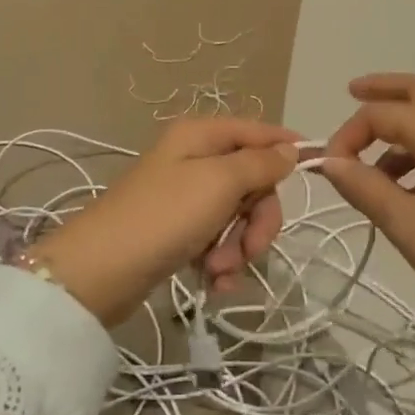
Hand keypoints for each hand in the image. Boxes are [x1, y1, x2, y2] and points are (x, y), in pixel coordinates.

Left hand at [30, 118, 299, 325]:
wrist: (99, 273)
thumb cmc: (163, 217)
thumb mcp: (219, 182)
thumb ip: (260, 164)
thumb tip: (289, 149)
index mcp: (201, 136)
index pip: (257, 131)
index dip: (285, 148)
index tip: (314, 170)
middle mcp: (194, 160)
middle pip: (252, 181)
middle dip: (258, 219)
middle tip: (251, 248)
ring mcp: (185, 197)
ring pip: (238, 216)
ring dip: (238, 247)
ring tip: (218, 272)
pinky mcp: (177, 232)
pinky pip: (217, 240)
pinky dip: (221, 262)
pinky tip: (214, 283)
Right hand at [320, 74, 414, 374]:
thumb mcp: (407, 223)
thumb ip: (364, 187)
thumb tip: (330, 162)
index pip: (381, 113)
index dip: (348, 134)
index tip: (330, 169)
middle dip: (382, 89)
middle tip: (351, 93)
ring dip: (400, 124)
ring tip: (371, 166)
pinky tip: (406, 186)